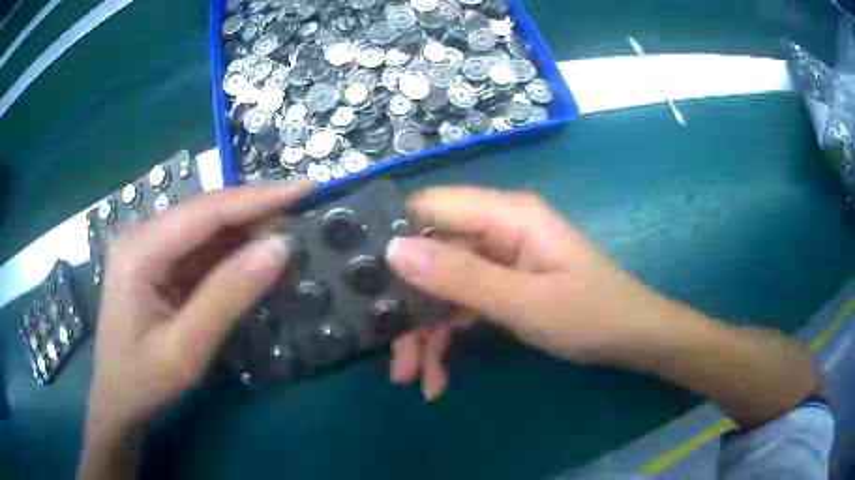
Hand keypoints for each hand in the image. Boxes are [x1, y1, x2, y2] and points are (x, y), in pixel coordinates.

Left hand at [82, 184, 311, 445]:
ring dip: (247, 236)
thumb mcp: (185, 350)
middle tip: (303, 221)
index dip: (257, 198)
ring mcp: (149, 251)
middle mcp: (142, 238)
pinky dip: (233, 257)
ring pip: (206, 231)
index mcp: (139, 250)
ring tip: (288, 244)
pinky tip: (256, 264)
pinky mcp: (158, 267)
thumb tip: (279, 247)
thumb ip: (228, 297)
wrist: (118, 402)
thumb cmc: (143, 382)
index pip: (205, 211)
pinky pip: (200, 253)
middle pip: (206, 214)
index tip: (306, 189)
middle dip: (255, 215)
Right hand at [385, 186, 671, 399]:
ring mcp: (500, 260)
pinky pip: (463, 305)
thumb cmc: (591, 315)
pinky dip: (449, 339)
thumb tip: (393, 249)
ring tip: (416, 379)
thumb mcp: (525, 303)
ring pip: (443, 289)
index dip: (394, 237)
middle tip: (395, 360)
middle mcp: (497, 230)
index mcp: (506, 216)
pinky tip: (440, 377)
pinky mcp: (504, 285)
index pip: (431, 207)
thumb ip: (460, 277)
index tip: (360, 279)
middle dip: (411, 309)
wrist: (633, 339)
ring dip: (427, 334)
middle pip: (433, 257)